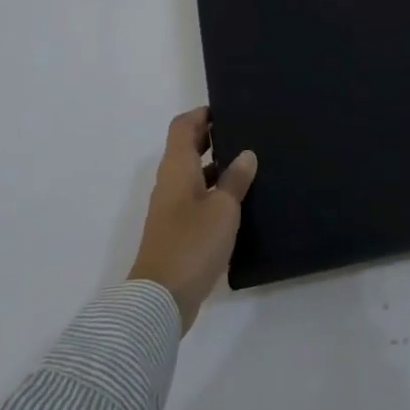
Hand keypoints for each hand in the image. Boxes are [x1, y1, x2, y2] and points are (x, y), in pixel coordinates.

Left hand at [128, 108, 257, 331]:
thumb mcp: (223, 208)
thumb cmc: (192, 244)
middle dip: (212, 136)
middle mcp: (170, 182)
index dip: (202, 114)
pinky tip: (239, 200)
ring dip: (216, 165)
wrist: (160, 299)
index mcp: (177, 168)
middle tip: (246, 132)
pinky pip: (196, 197)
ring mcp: (171, 207)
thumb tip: (246, 154)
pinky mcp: (177, 230)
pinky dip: (214, 191)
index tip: (229, 110)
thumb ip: (235, 179)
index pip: (183, 126)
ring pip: (193, 174)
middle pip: (187, 147)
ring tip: (249, 163)